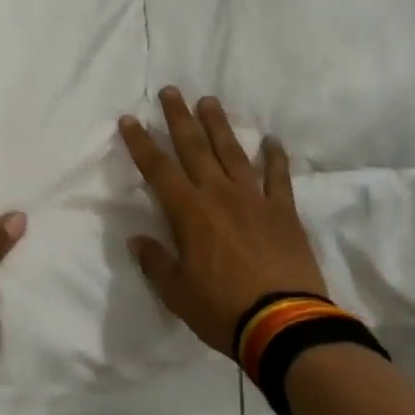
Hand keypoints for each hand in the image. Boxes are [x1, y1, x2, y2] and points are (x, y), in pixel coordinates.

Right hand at [120, 88, 327, 356]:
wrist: (285, 324)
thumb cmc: (223, 309)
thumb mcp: (177, 292)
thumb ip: (156, 262)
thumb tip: (137, 240)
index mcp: (189, 212)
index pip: (157, 169)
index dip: (141, 143)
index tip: (129, 119)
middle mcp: (219, 194)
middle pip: (194, 147)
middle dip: (179, 118)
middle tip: (170, 90)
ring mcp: (254, 199)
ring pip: (232, 152)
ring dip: (219, 125)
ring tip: (209, 101)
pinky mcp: (283, 211)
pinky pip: (278, 177)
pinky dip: (275, 158)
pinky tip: (272, 140)